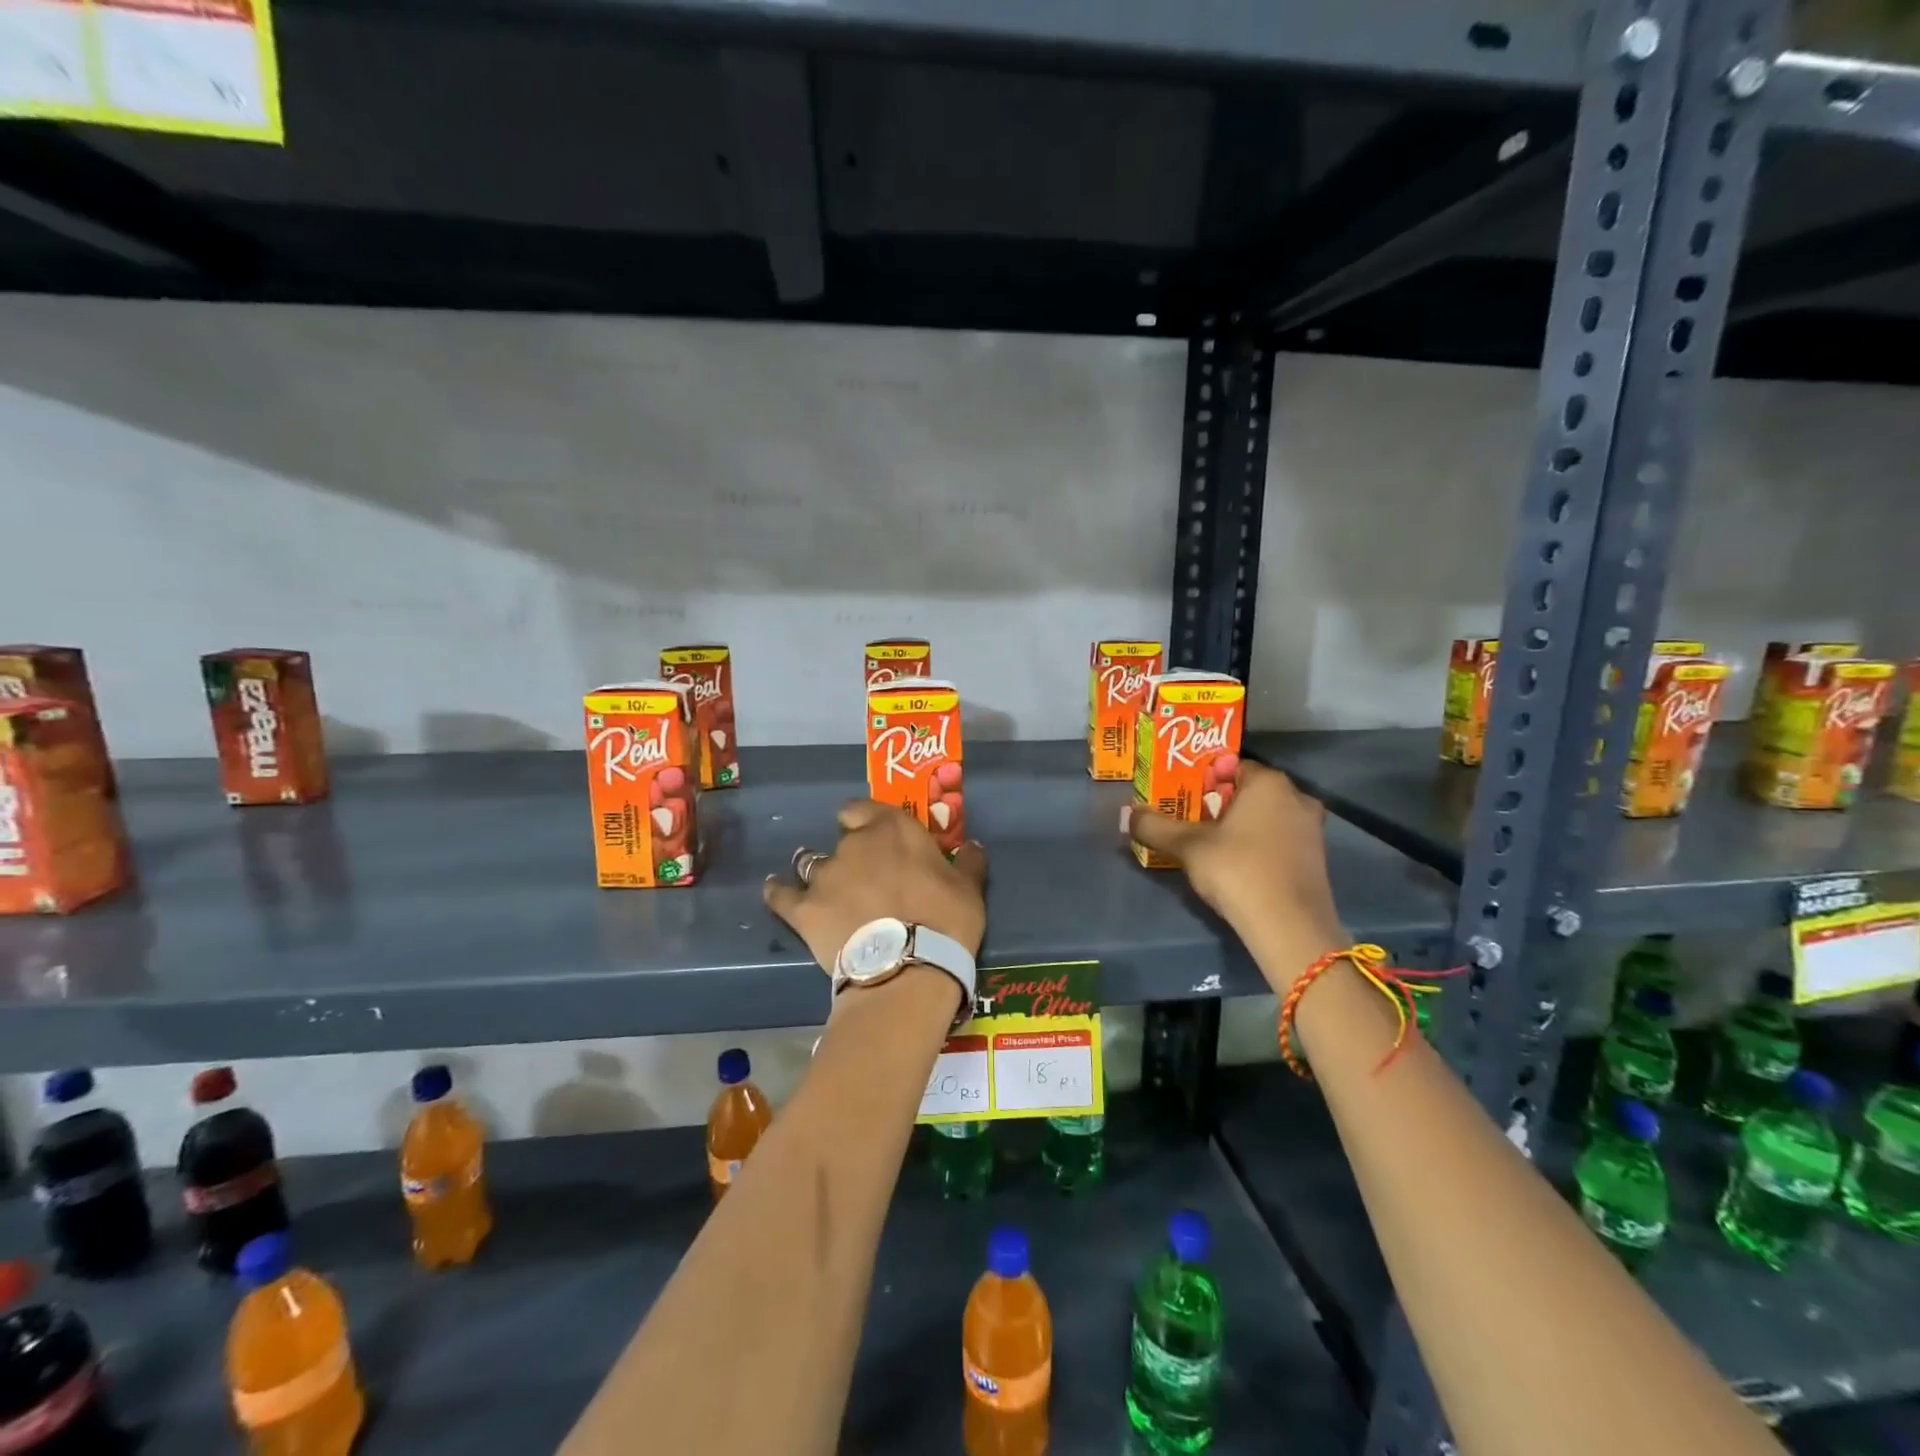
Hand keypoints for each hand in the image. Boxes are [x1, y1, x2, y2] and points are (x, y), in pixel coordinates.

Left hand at [764, 801, 987, 980]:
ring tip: (826, 890)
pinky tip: (775, 892)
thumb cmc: (945, 920)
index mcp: (891, 829)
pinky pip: (781, 895)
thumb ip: (969, 862)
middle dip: (850, 854)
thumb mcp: (969, 889)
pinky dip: (778, 892)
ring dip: (818, 873)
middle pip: (841, 839)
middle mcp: (853, 844)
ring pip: (810, 863)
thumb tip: (972, 845)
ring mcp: (824, 877)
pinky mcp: (803, 910)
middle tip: (864, 878)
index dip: (864, 819)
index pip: (861, 808)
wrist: (909, 967)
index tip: (873, 834)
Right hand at [1124, 761, 1346, 993]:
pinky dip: (1258, 845)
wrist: (1289, 927)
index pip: (1231, 766)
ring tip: (1210, 845)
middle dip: (1219, 803)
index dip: (1203, 779)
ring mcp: (1312, 829)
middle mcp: (1296, 797)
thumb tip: (1127, 814)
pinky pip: (1279, 839)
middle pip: (1249, 791)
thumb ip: (1155, 827)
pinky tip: (1237, 865)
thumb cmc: (1238, 870)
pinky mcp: (1317, 859)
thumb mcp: (1188, 847)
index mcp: (1269, 783)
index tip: (1182, 797)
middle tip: (1191, 821)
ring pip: (1265, 816)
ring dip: (1239, 826)